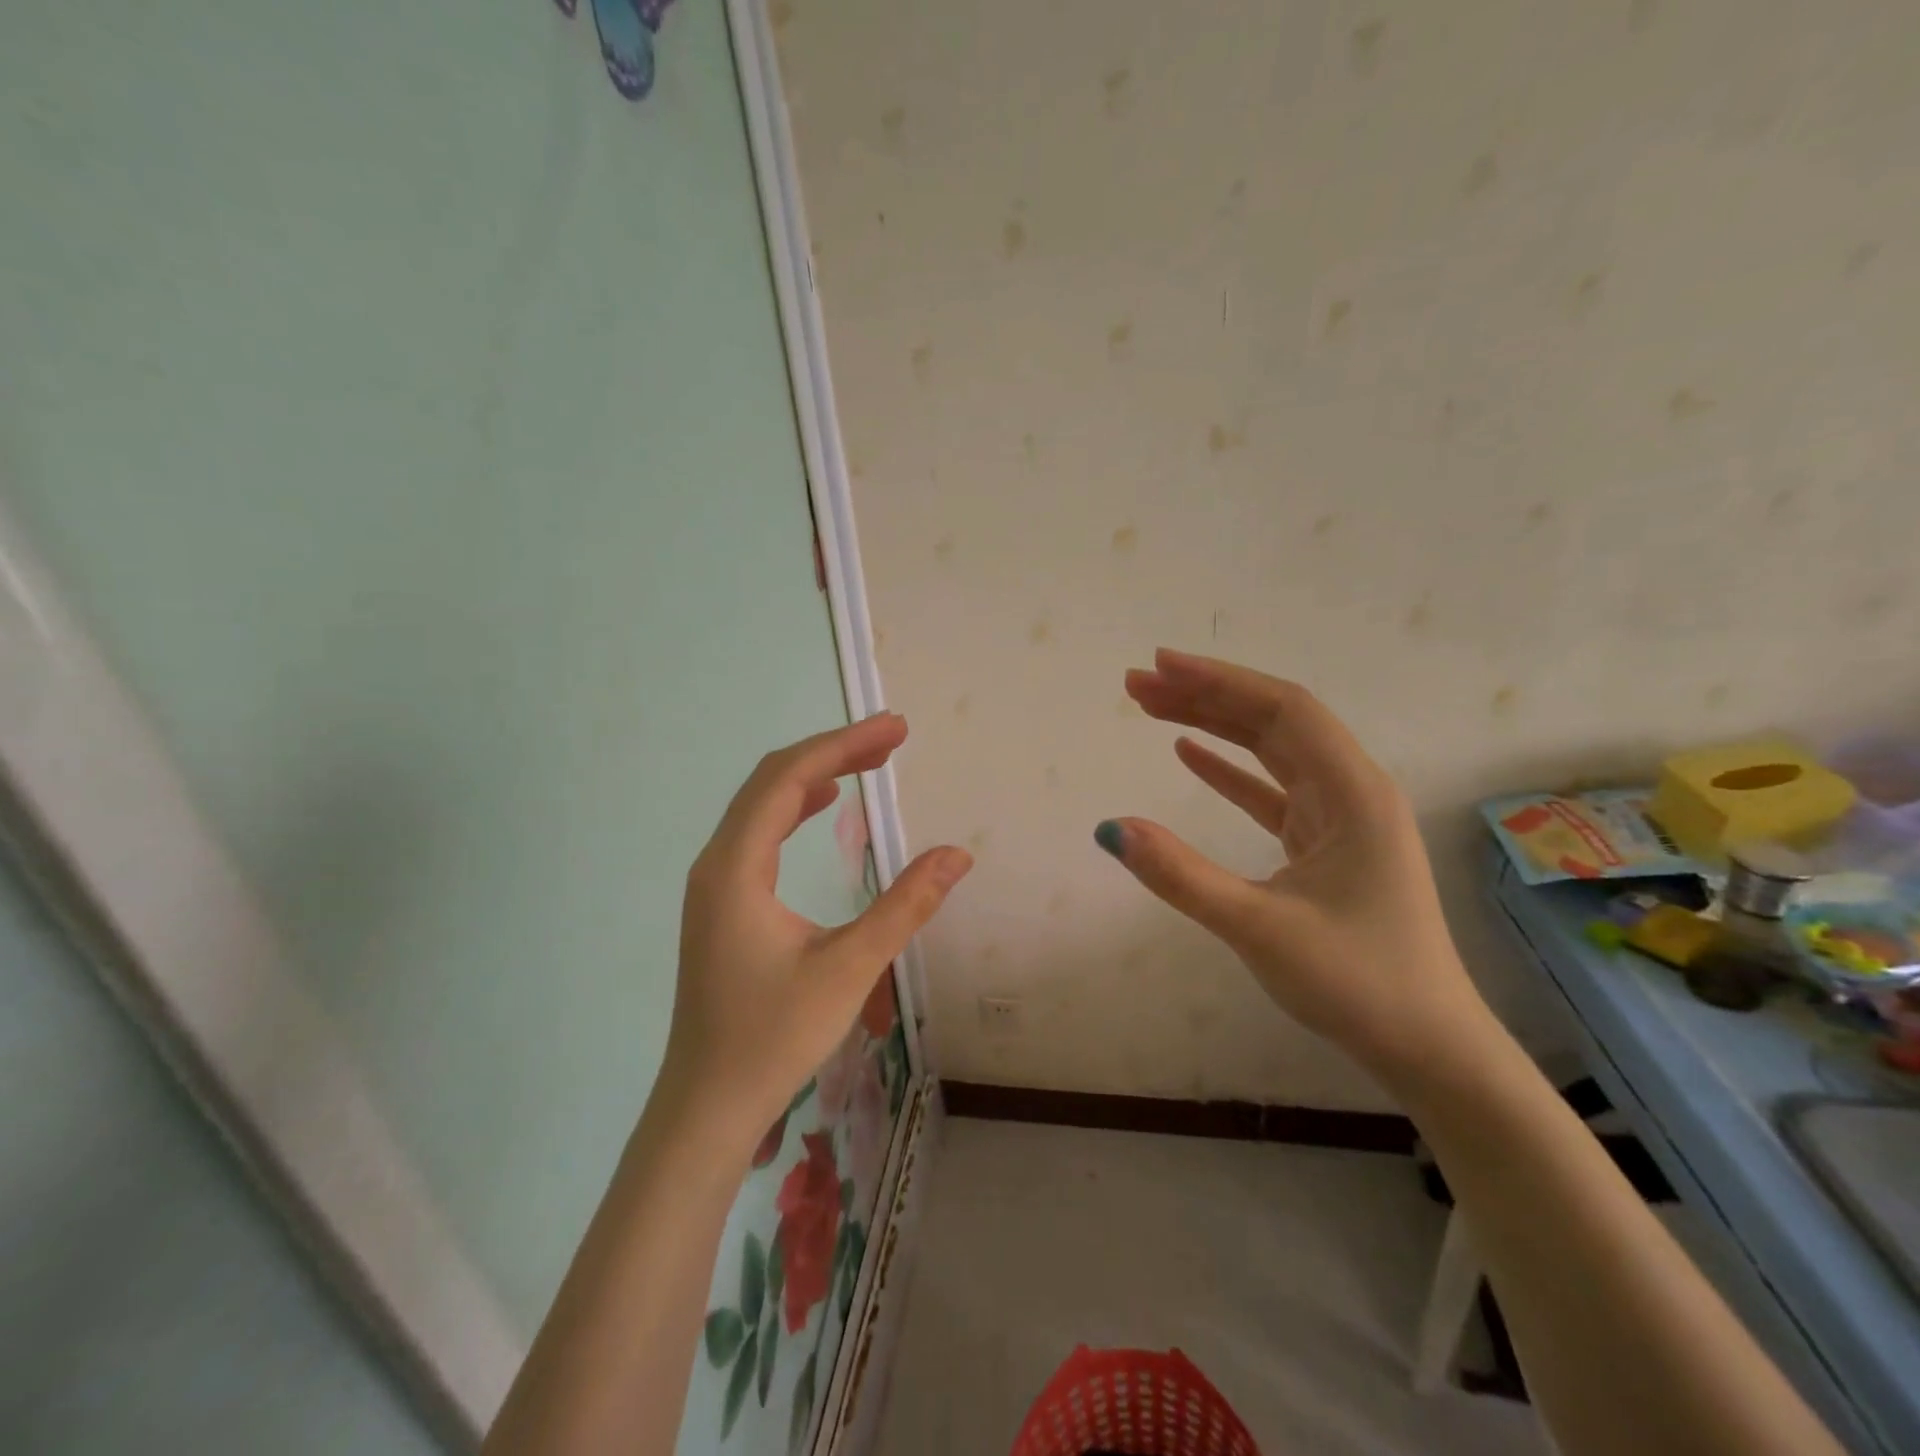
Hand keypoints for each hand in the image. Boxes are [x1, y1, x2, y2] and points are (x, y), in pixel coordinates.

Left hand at [665, 713, 971, 1151]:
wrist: (707, 1104)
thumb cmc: (773, 1038)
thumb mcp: (848, 969)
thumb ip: (904, 906)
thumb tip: (958, 854)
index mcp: (736, 868)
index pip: (788, 779)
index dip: (843, 744)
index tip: (896, 728)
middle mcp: (716, 863)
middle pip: (771, 780)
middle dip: (833, 750)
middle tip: (892, 738)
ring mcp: (713, 882)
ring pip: (762, 804)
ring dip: (814, 774)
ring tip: (868, 761)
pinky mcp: (721, 902)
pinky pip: (758, 831)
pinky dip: (795, 805)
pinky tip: (823, 804)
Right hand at [1100, 649, 1487, 1078]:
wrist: (1427, 1046)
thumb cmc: (1357, 983)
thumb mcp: (1259, 928)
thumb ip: (1182, 876)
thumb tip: (1111, 829)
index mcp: (1353, 793)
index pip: (1282, 710)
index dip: (1219, 681)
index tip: (1159, 666)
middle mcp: (1351, 790)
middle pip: (1273, 720)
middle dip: (1205, 695)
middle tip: (1137, 684)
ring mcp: (1340, 817)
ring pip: (1271, 751)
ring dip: (1213, 725)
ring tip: (1152, 707)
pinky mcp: (1325, 844)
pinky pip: (1272, 789)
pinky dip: (1230, 769)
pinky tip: (1189, 755)